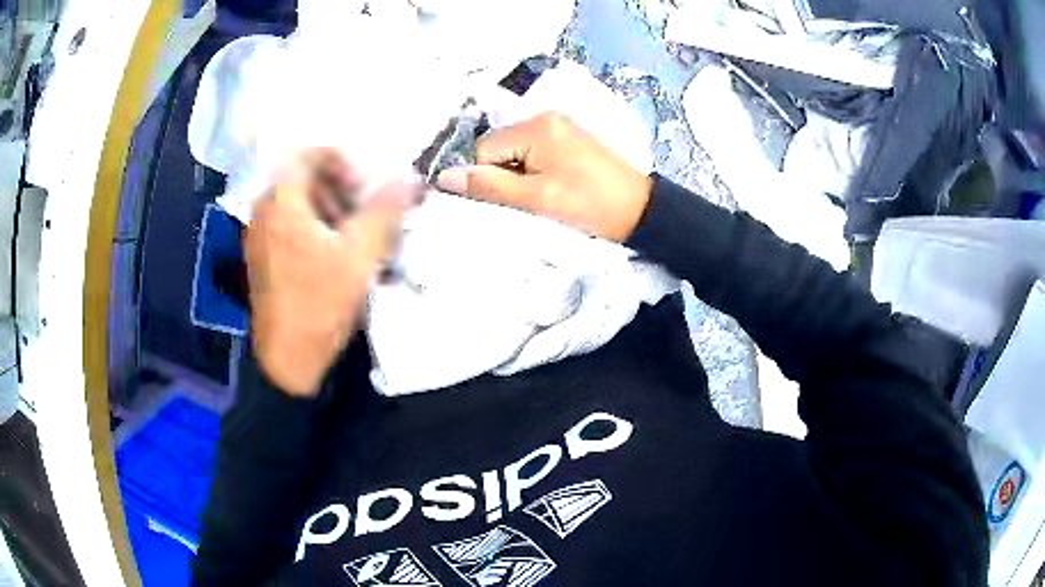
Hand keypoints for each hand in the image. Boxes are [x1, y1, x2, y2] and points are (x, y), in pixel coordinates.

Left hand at [246, 149, 420, 395]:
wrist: (286, 361)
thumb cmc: (318, 304)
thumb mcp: (359, 255)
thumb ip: (385, 211)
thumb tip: (409, 178)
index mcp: (281, 202)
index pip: (308, 153)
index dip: (342, 160)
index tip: (364, 185)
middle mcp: (264, 212)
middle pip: (305, 179)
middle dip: (342, 189)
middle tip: (367, 214)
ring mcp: (261, 237)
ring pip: (301, 204)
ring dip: (334, 211)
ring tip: (359, 239)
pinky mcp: (265, 259)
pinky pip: (293, 227)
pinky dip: (320, 230)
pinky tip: (341, 258)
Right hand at [435, 112, 652, 241]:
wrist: (641, 211)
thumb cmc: (590, 205)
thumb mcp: (537, 199)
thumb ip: (490, 186)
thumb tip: (444, 177)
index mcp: (537, 127)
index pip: (485, 150)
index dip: (487, 179)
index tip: (506, 202)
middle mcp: (545, 117)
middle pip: (498, 148)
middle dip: (504, 176)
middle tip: (529, 201)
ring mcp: (559, 126)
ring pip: (514, 153)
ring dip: (518, 176)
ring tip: (543, 197)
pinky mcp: (568, 139)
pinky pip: (533, 153)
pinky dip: (533, 172)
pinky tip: (552, 188)